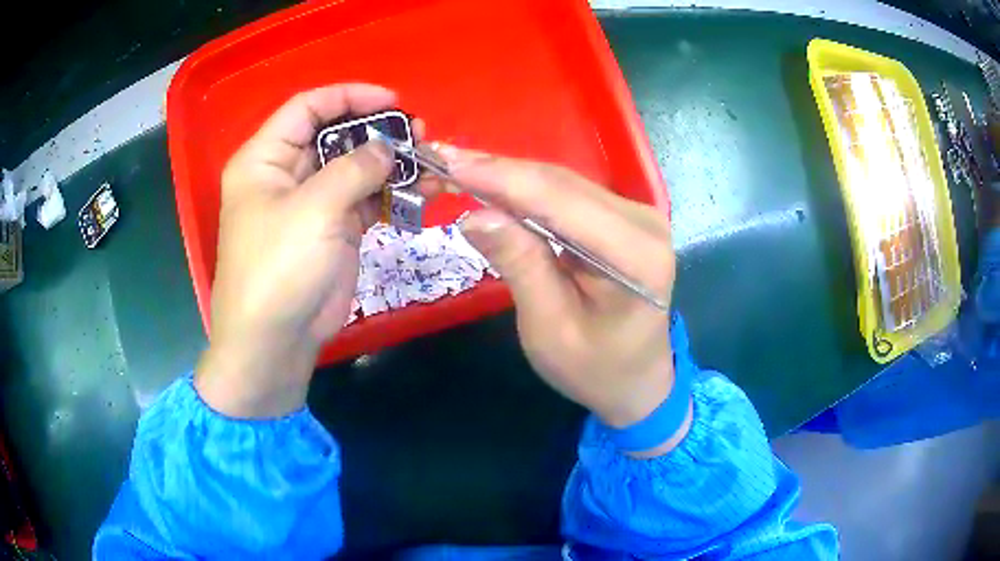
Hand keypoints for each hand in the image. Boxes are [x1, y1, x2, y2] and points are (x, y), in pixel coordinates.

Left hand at [196, 84, 411, 417]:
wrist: (276, 340)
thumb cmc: (278, 268)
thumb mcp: (313, 209)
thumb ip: (355, 169)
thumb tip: (388, 148)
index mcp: (266, 159)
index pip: (307, 109)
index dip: (349, 97)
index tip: (392, 101)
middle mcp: (287, 174)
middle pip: (335, 136)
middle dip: (376, 132)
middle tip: (418, 134)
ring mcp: (312, 203)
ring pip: (355, 168)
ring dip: (391, 164)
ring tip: (428, 163)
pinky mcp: (334, 230)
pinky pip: (366, 200)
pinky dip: (392, 195)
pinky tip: (423, 191)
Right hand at [428, 148, 688, 454]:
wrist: (635, 380)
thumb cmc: (594, 368)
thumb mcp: (549, 329)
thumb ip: (520, 265)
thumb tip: (474, 214)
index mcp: (635, 254)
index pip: (559, 200)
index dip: (501, 178)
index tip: (448, 162)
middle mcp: (643, 221)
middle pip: (559, 183)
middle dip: (496, 171)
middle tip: (438, 160)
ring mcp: (636, 215)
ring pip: (560, 182)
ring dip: (506, 176)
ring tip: (455, 168)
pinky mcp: (622, 217)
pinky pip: (566, 194)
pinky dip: (524, 189)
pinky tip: (491, 183)